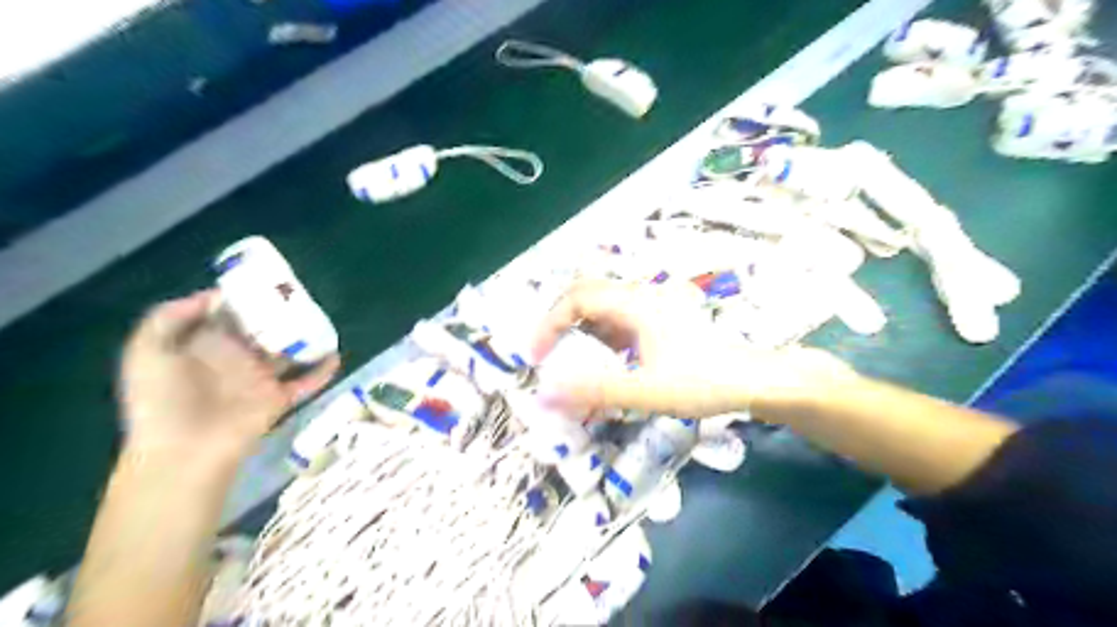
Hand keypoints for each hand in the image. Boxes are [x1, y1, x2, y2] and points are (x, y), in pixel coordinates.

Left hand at [119, 292, 338, 462]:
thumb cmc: (161, 400)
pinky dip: (323, 371)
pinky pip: (307, 382)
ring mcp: (260, 380)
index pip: (230, 316)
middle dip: (281, 315)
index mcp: (206, 347)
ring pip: (289, 353)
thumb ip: (169, 317)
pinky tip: (336, 355)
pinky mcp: (279, 399)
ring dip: (305, 339)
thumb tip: (215, 295)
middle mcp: (236, 360)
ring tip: (322, 321)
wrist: (184, 451)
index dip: (245, 299)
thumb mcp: (147, 352)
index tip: (265, 281)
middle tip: (301, 297)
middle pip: (264, 331)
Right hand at [533, 280, 857, 419]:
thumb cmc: (702, 381)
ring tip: (570, 362)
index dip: (549, 325)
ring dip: (580, 329)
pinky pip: (618, 318)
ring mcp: (652, 304)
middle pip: (585, 294)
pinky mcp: (660, 318)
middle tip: (546, 354)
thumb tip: (545, 394)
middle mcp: (640, 295)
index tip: (535, 357)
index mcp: (634, 303)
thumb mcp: (646, 391)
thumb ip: (595, 391)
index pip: (575, 299)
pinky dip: (600, 336)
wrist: (753, 378)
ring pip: (602, 305)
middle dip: (559, 322)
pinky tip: (606, 362)